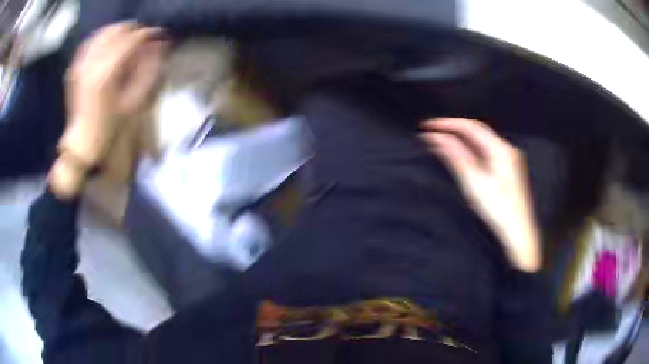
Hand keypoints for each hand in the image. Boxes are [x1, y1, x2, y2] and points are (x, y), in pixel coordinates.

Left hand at [50, 22, 167, 197]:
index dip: (147, 35)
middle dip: (132, 30)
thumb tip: (158, 47)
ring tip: (127, 35)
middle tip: (144, 36)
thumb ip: (148, 71)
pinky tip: (107, 40)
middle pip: (116, 33)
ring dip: (117, 31)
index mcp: (107, 75)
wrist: (84, 143)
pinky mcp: (75, 70)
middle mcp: (92, 66)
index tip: (159, 35)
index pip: (131, 41)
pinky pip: (88, 44)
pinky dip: (100, 37)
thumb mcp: (135, 103)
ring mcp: (81, 66)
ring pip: (101, 35)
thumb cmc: (111, 128)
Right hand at [420, 118, 540, 271]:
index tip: (428, 126)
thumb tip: (437, 138)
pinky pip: (487, 150)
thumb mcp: (474, 182)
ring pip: (482, 140)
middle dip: (454, 128)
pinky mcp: (509, 168)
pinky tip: (462, 153)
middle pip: (477, 130)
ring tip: (442, 141)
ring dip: (462, 138)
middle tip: (433, 131)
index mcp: (500, 149)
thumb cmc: (498, 209)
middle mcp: (507, 149)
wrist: (518, 231)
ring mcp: (509, 158)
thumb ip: (456, 156)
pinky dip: (472, 148)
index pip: (470, 126)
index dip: (447, 123)